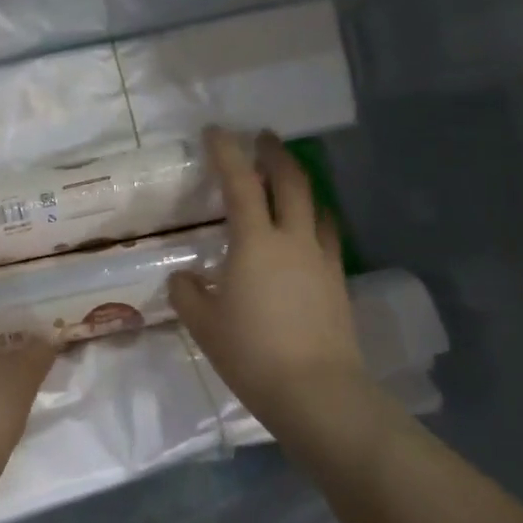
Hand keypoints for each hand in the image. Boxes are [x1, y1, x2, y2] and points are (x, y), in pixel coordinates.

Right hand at [168, 128, 367, 438]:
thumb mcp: (205, 325)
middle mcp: (292, 239)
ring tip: (289, 178)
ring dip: (301, 182)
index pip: (239, 183)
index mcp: (254, 242)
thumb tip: (185, 278)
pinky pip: (326, 234)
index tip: (216, 131)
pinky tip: (308, 228)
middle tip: (263, 138)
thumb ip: (188, 294)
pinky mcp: (338, 280)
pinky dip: (314, 218)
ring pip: (315, 204)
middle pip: (290, 181)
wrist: (316, 391)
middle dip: (275, 153)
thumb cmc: (251, 354)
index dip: (226, 152)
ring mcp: (321, 258)